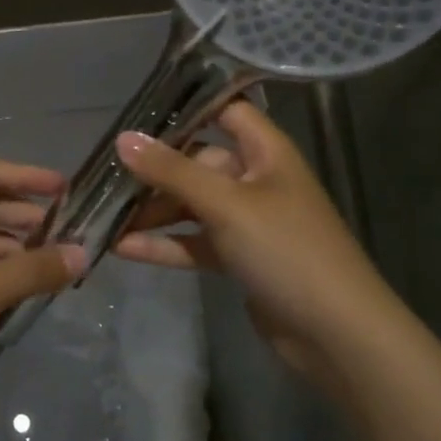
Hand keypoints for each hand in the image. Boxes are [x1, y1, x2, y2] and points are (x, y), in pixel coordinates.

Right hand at [112, 100, 401, 378]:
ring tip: (104, 214)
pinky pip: (194, 242)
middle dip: (154, 168)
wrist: (337, 334)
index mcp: (266, 152)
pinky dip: (164, 244)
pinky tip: (122, 248)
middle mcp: (256, 179)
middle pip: (197, 162)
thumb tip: (122, 138)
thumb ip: (172, 171)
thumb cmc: (286, 250)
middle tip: (104, 172)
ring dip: (152, 210)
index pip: (226, 111)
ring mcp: (248, 221)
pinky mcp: (239, 258)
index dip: (189, 106)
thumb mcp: (225, 204)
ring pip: (191, 205)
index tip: (138, 110)